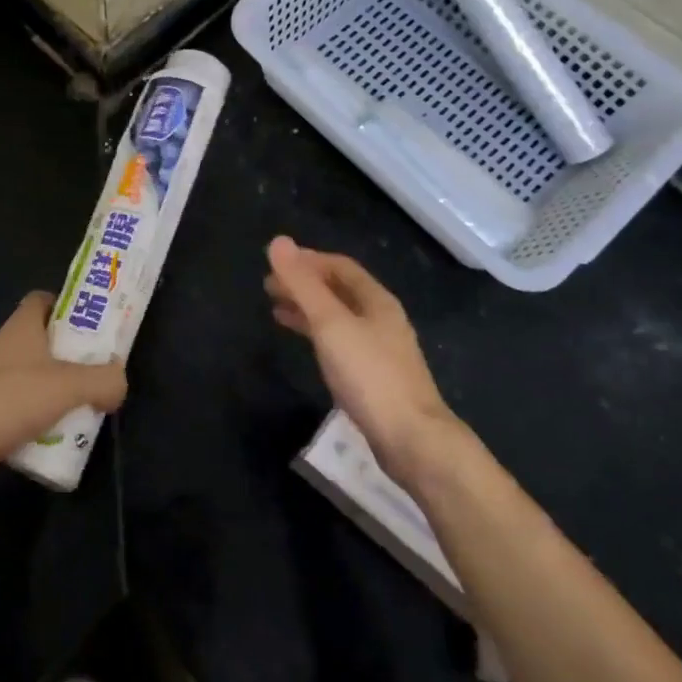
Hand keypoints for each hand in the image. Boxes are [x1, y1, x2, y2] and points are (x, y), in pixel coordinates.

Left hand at [0, 292, 127, 489]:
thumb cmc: (11, 399)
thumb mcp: (67, 386)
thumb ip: (103, 380)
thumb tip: (120, 382)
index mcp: (23, 326)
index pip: (45, 299)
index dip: (69, 305)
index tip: (95, 322)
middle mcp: (9, 346)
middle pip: (48, 338)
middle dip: (75, 352)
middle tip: (103, 366)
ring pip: (40, 373)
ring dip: (63, 386)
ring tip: (92, 401)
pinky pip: (28, 403)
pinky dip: (47, 413)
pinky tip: (66, 431)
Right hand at [266, 236, 457, 478]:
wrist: (412, 439)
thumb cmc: (369, 374)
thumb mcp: (330, 323)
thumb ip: (303, 284)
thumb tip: (278, 241)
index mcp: (377, 300)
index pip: (341, 266)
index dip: (308, 260)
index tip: (277, 263)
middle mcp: (382, 319)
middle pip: (339, 291)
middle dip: (304, 284)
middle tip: (269, 286)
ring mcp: (381, 349)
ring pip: (339, 318)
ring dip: (308, 309)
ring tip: (276, 310)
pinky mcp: (375, 377)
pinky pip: (341, 342)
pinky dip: (318, 335)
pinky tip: (305, 345)